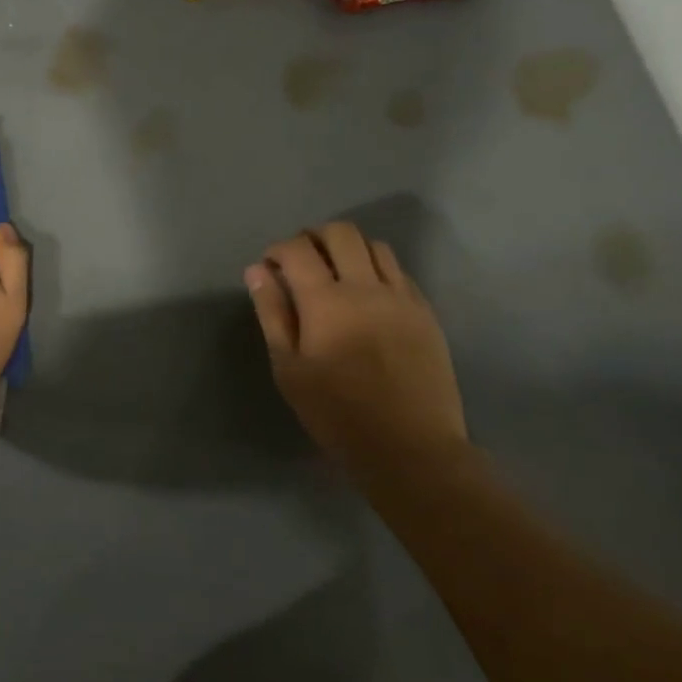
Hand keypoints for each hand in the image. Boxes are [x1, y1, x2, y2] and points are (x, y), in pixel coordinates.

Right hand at [245, 222, 466, 467]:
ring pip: (374, 245)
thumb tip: (257, 270)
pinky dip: (376, 268)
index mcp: (326, 301)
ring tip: (335, 273)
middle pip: (340, 233)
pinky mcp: (425, 311)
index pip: (297, 249)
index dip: (277, 250)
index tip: (270, 268)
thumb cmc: (338, 414)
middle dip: (313, 237)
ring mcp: (401, 296)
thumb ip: (272, 313)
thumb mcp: (290, 369)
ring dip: (348, 248)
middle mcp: (366, 287)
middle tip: (301, 262)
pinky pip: (399, 270)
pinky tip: (367, 294)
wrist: (411, 448)